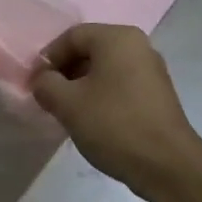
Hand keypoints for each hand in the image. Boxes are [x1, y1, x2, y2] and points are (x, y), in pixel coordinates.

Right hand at [29, 24, 201, 193]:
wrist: (166, 164)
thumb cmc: (113, 125)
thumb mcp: (68, 103)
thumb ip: (46, 85)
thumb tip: (43, 81)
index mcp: (118, 38)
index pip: (72, 36)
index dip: (48, 58)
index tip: (35, 85)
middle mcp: (138, 46)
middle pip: (90, 50)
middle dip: (64, 73)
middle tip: (48, 99)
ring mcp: (151, 71)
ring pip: (104, 70)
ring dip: (81, 87)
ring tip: (67, 113)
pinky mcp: (157, 95)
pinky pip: (120, 86)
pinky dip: (100, 97)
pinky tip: (91, 121)